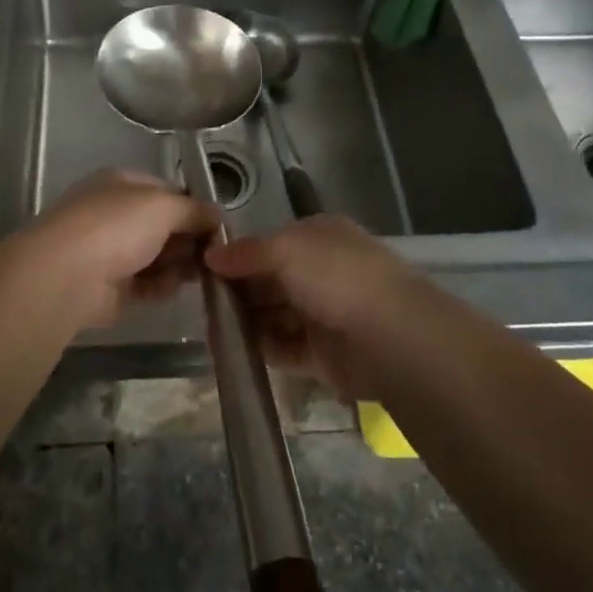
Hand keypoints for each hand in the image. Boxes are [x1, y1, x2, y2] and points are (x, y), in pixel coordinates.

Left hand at [0, 170, 218, 330]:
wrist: (66, 276)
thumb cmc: (116, 227)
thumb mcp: (164, 206)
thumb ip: (196, 210)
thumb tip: (217, 218)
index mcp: (123, 184)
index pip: (168, 191)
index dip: (194, 208)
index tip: (218, 228)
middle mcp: (115, 213)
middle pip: (165, 226)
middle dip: (189, 240)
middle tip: (213, 256)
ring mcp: (110, 250)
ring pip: (158, 256)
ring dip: (178, 265)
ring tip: (194, 275)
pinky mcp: (109, 287)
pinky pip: (145, 284)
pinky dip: (159, 286)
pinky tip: (167, 290)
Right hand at [205, 215, 426, 396]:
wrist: (389, 336)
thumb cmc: (336, 277)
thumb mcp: (285, 249)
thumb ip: (246, 253)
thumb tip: (211, 255)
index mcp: (319, 237)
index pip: (271, 243)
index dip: (239, 254)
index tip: (205, 267)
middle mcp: (322, 271)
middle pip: (270, 280)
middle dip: (239, 289)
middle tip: (203, 302)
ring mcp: (323, 313)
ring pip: (274, 314)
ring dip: (246, 320)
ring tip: (211, 328)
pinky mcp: (322, 354)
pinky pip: (283, 347)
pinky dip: (260, 347)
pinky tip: (232, 350)